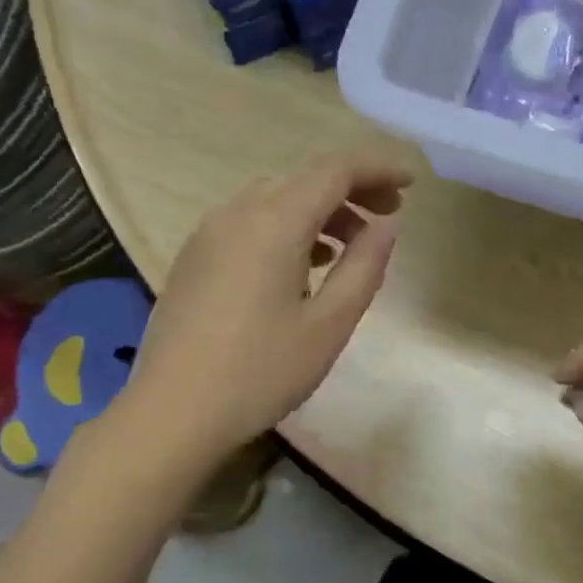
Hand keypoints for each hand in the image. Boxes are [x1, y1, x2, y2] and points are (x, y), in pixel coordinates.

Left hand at [112, 153, 411, 469]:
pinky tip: (303, 265)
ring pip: (276, 198)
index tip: (411, 184)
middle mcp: (238, 213)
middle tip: (388, 215)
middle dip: (352, 188)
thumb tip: (384, 227)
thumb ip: (364, 267)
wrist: (171, 413)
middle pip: (304, 178)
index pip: (335, 170)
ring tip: (351, 245)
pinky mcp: (195, 257)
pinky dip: (288, 226)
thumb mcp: (329, 324)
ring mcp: (209, 234)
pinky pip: (250, 221)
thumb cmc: (260, 371)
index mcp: (275, 222)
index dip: (378, 168)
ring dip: (320, 209)